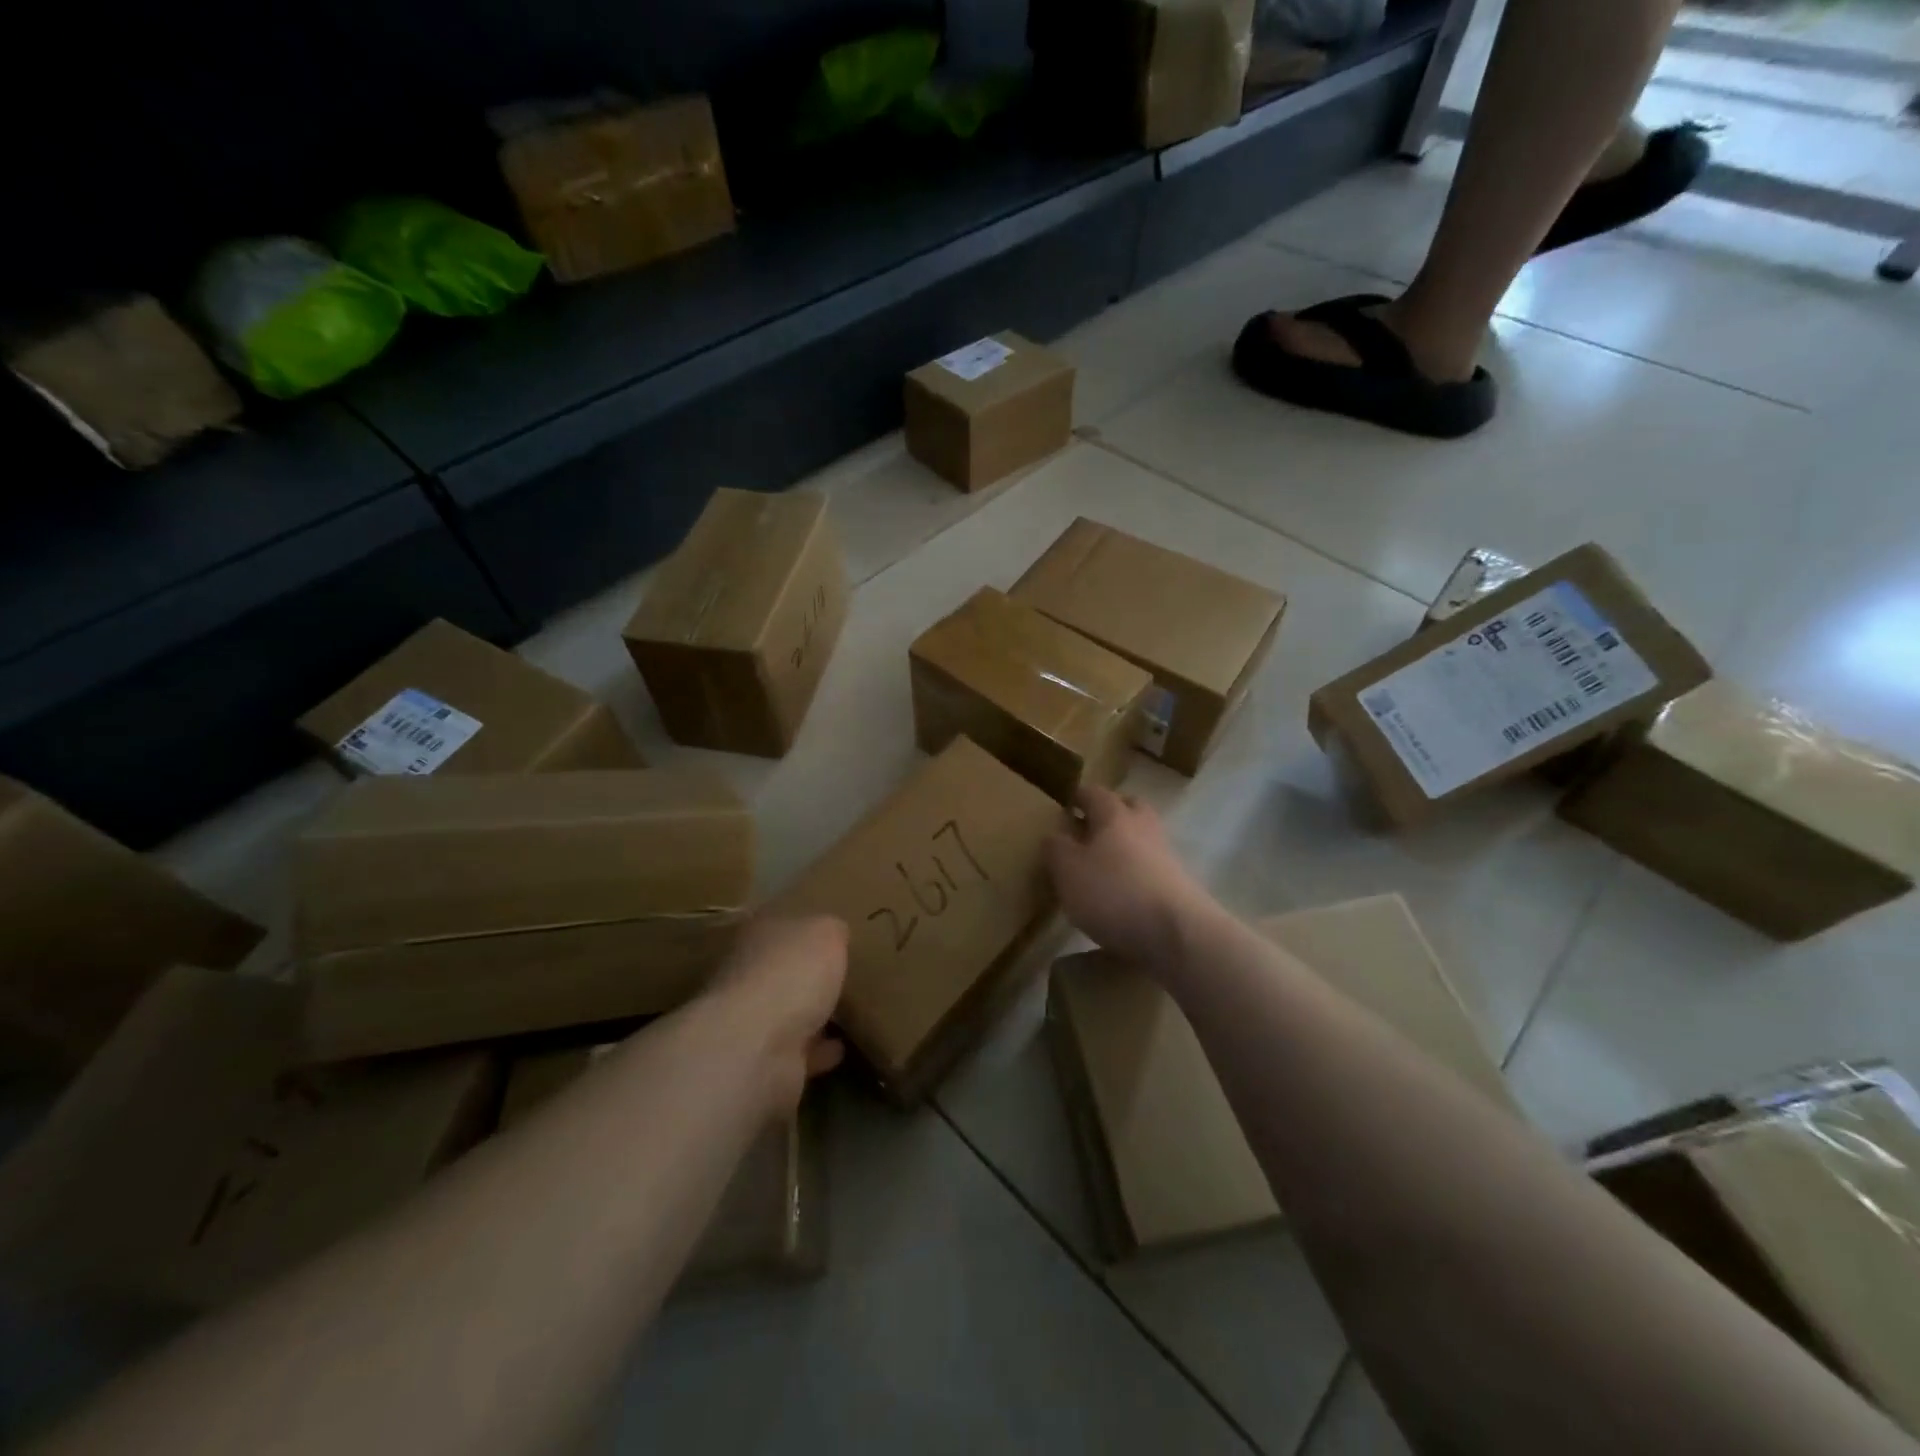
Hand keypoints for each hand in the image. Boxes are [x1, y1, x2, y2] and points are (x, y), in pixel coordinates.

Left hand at [706, 914, 848, 1112]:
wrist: (758, 1047)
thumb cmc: (791, 974)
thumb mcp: (826, 933)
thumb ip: (832, 930)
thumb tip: (835, 934)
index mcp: (757, 936)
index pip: (780, 925)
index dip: (804, 928)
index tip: (830, 936)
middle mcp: (747, 976)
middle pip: (781, 970)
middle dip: (805, 974)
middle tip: (842, 975)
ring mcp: (751, 1022)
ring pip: (787, 1013)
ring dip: (811, 1015)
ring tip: (846, 1014)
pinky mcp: (763, 1062)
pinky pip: (797, 1051)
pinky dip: (817, 1051)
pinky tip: (841, 1049)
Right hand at [1046, 787, 1213, 967]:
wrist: (1177, 933)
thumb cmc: (1114, 893)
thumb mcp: (1068, 871)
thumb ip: (1056, 849)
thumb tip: (1054, 834)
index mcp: (1114, 815)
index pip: (1095, 793)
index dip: (1078, 796)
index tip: (1066, 804)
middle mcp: (1143, 827)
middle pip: (1128, 807)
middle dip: (1109, 813)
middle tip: (1088, 827)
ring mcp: (1165, 855)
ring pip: (1142, 837)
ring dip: (1124, 843)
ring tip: (1101, 864)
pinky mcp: (1178, 884)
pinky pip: (1151, 867)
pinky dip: (1136, 871)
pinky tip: (1122, 892)